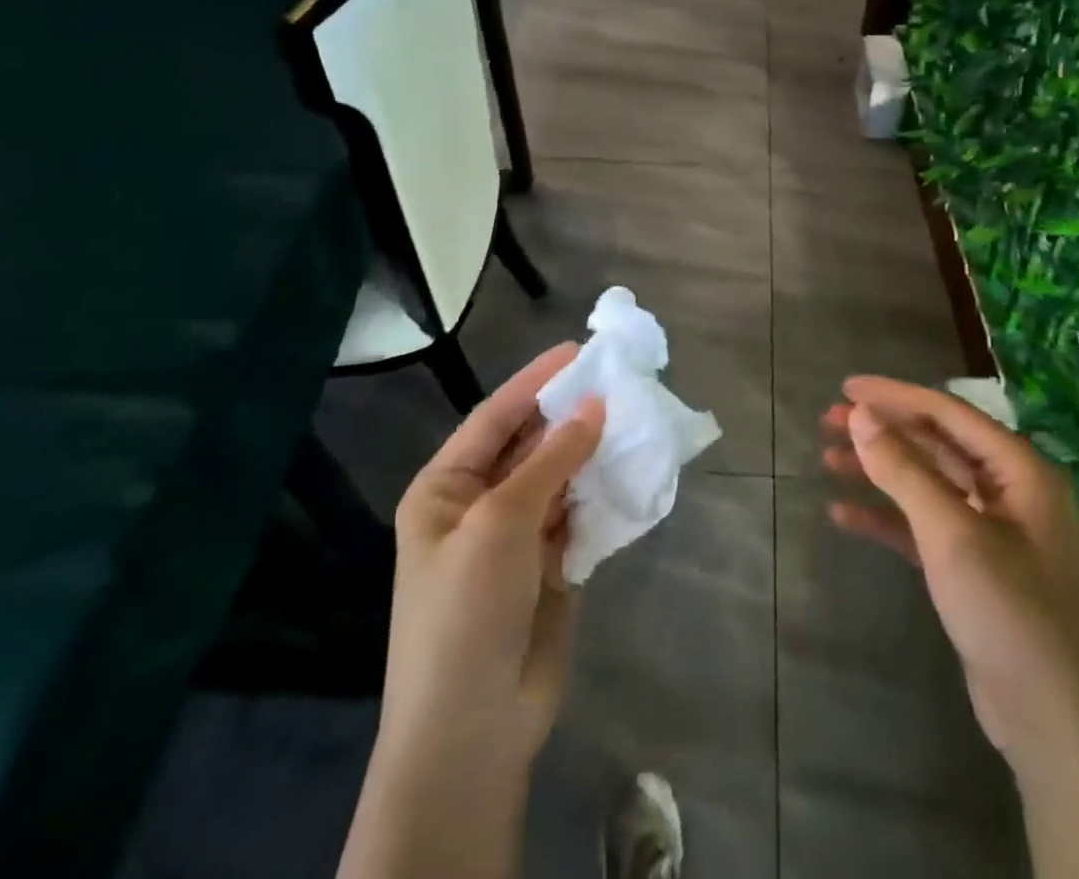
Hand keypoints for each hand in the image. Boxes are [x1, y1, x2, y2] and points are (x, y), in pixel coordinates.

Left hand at [380, 343, 604, 776]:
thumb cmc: (466, 608)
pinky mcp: (548, 567)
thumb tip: (594, 405)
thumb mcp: (501, 521)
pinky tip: (630, 471)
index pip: (495, 417)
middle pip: (529, 445)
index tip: (578, 350)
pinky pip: (577, 515)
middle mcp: (478, 505)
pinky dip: (600, 495)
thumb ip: (551, 460)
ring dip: (589, 454)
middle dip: (569, 416)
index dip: (536, 382)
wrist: (471, 728)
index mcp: (446, 488)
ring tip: (632, 418)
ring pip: (558, 479)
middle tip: (617, 382)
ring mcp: (514, 538)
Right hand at [821, 376, 1078, 774]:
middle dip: (883, 431)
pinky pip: (925, 528)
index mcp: (1020, 471)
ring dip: (880, 471)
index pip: (948, 413)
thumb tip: (861, 413)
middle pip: (936, 445)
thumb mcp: (952, 534)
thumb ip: (905, 469)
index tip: (845, 388)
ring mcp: (995, 534)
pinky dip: (888, 518)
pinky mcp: (976, 572)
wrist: (1060, 728)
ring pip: (928, 485)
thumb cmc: (1011, 613)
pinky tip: (845, 514)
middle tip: (828, 420)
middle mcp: (1011, 493)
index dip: (895, 395)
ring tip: (828, 458)